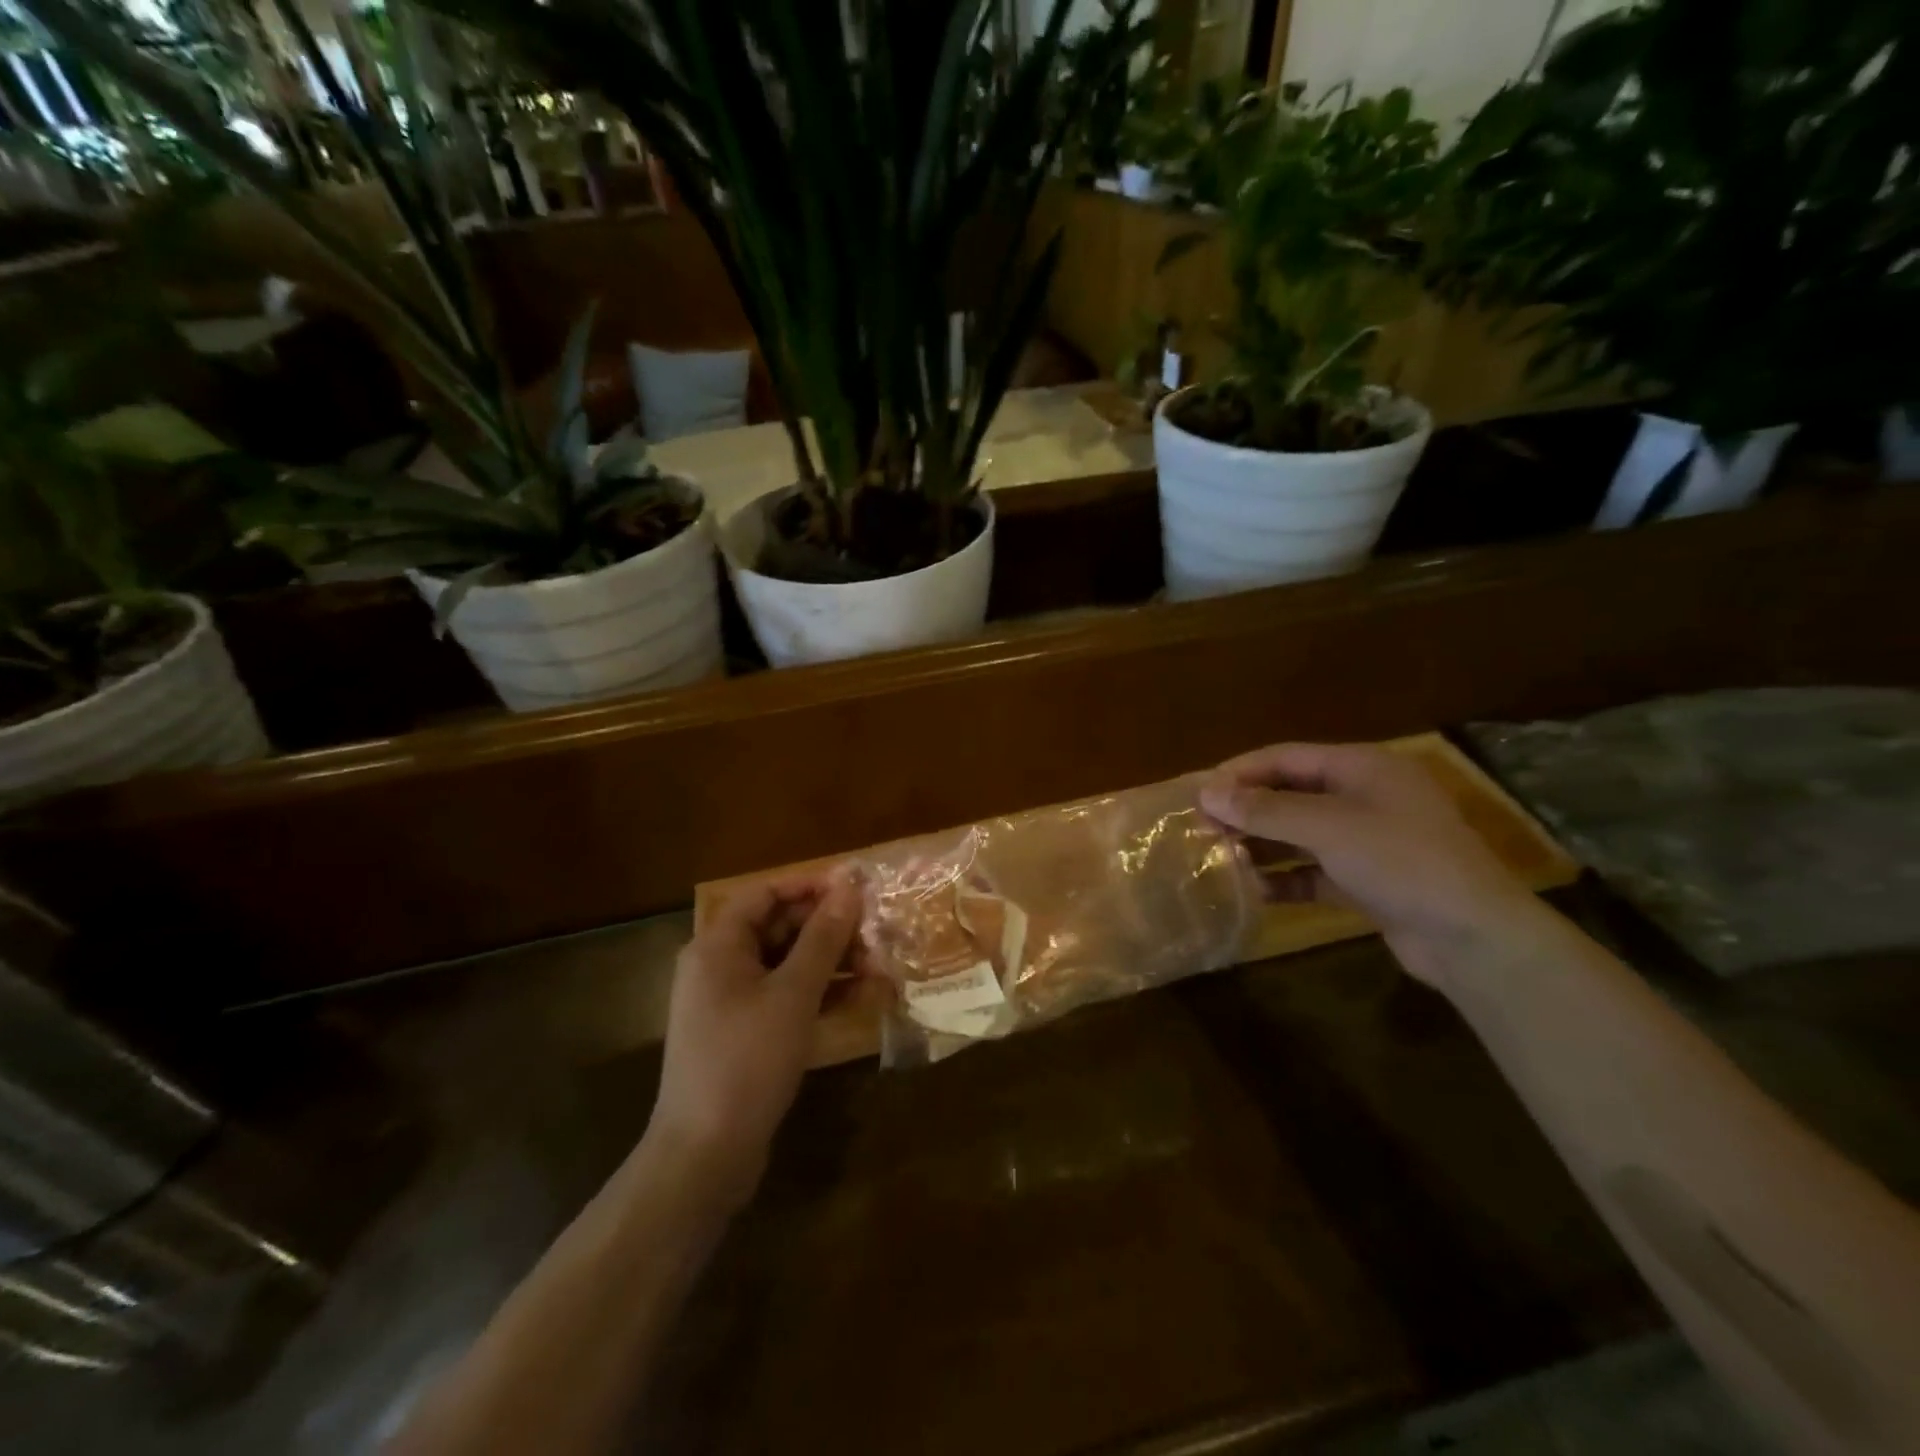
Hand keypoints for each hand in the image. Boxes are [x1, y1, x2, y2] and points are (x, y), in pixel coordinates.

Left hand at [646, 869, 860, 1209]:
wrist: (705, 1155)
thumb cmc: (747, 1060)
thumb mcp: (794, 993)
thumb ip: (823, 938)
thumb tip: (849, 886)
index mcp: (718, 946)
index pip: (765, 893)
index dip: (810, 886)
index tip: (856, 888)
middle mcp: (719, 966)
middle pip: (778, 928)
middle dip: (829, 929)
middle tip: (876, 933)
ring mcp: (731, 1003)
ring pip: (787, 965)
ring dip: (832, 962)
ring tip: (879, 967)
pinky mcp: (744, 1034)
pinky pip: (785, 997)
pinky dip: (819, 994)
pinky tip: (861, 998)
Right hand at [1199, 742, 1538, 988]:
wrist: (1473, 938)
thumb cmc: (1400, 861)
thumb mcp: (1327, 827)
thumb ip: (1265, 810)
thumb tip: (1207, 793)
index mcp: (1361, 767)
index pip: (1284, 757)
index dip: (1238, 772)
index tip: (1197, 794)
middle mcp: (1363, 797)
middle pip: (1289, 794)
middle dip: (1246, 811)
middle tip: (1202, 830)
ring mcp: (1367, 840)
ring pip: (1299, 833)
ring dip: (1261, 845)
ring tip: (1221, 859)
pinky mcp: (1367, 880)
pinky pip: (1314, 870)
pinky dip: (1285, 878)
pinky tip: (1255, 892)